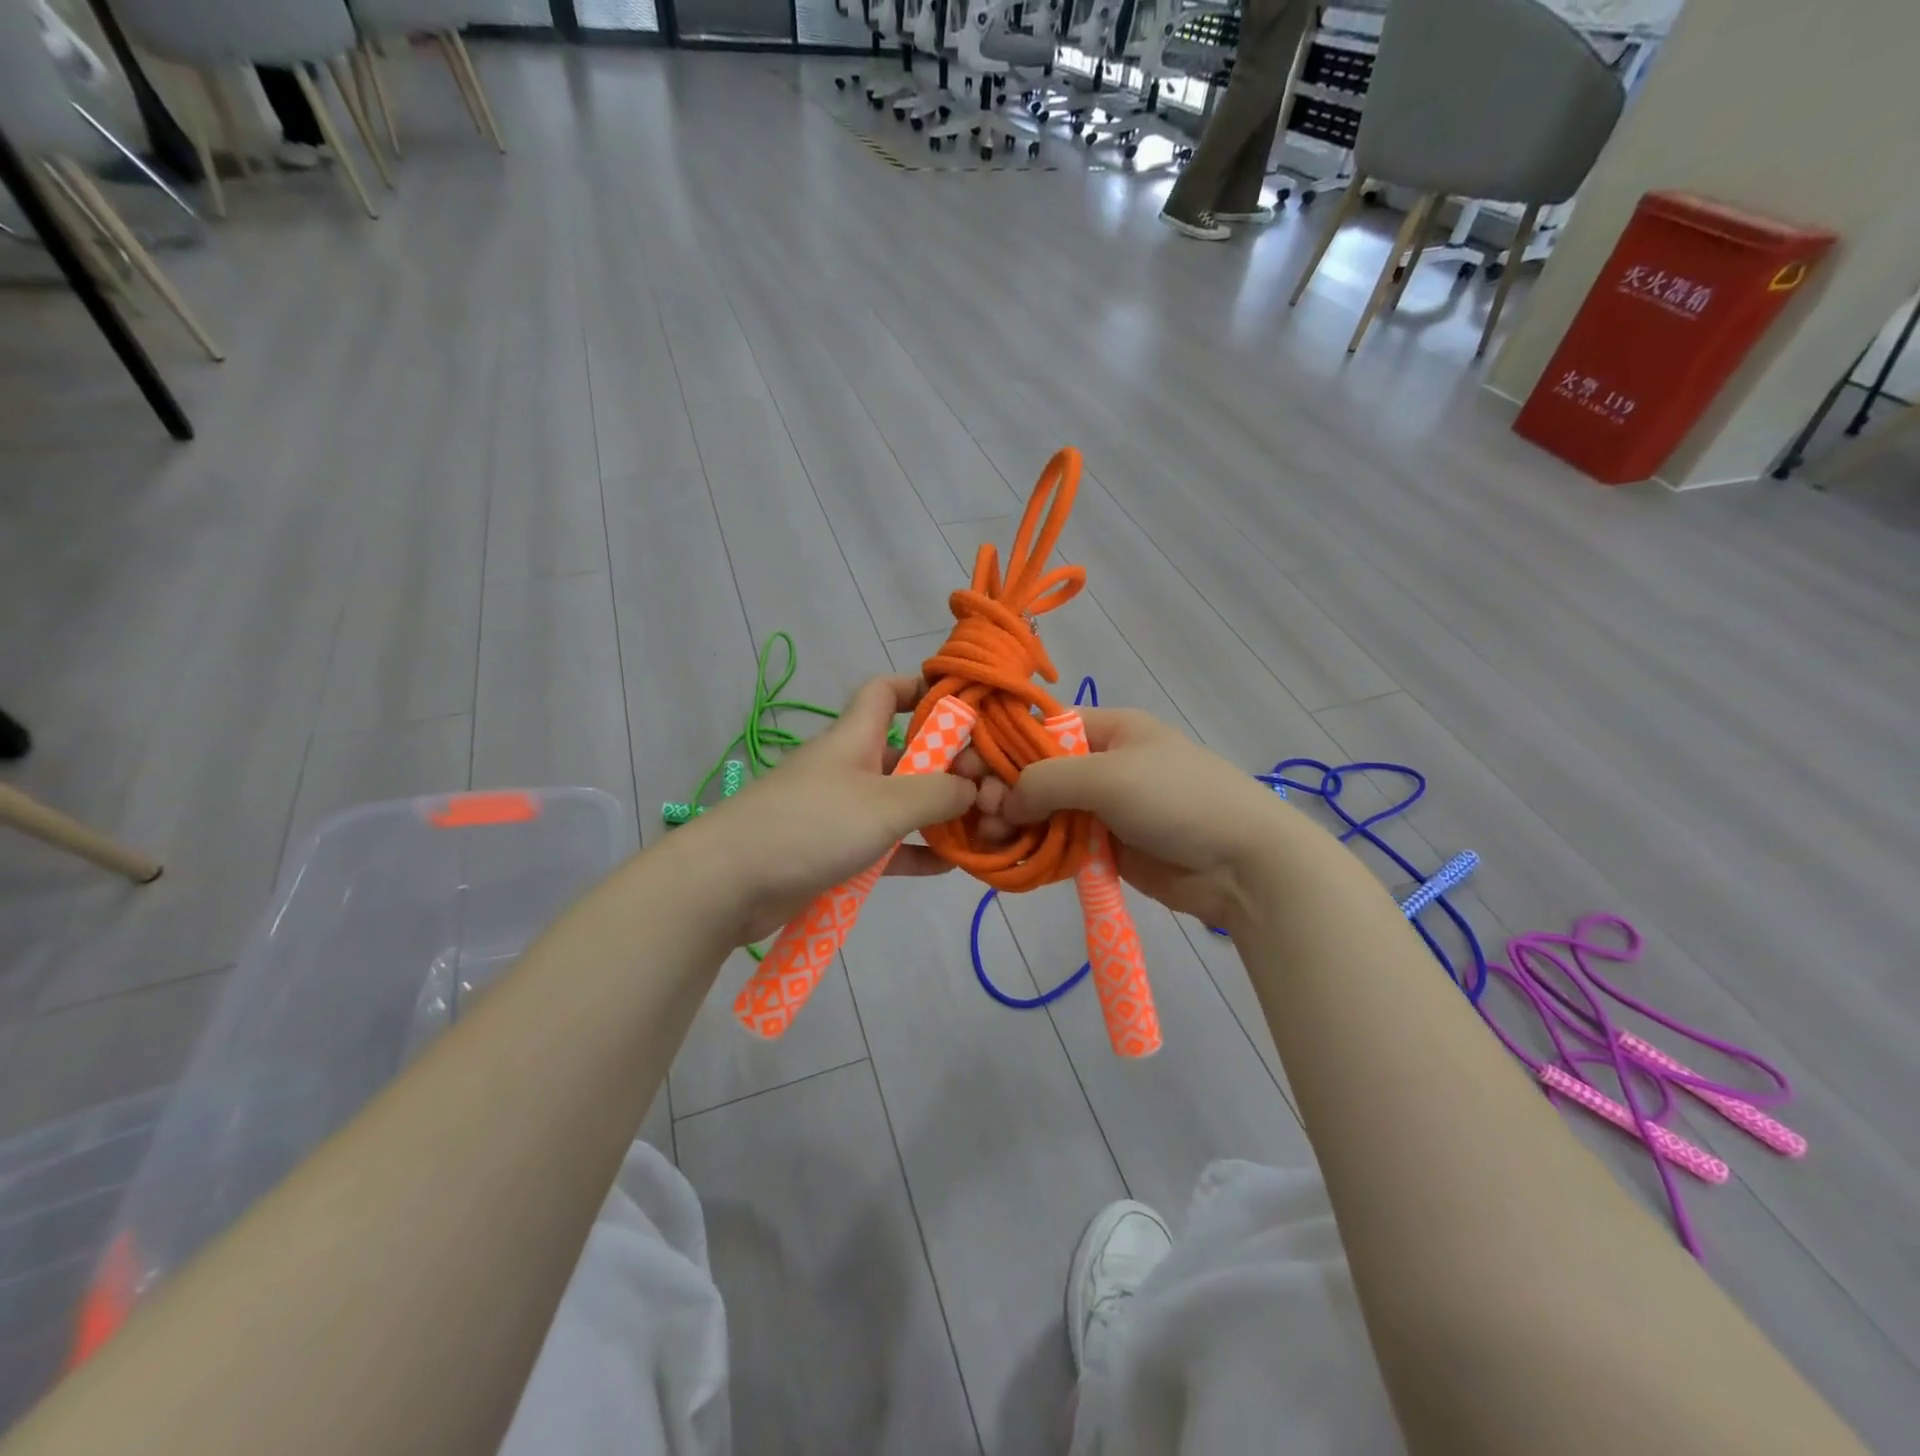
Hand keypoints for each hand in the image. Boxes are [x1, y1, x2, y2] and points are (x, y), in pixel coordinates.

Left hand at [687, 676, 977, 946]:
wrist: (729, 883)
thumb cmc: (810, 825)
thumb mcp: (884, 804)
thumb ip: (937, 793)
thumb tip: (973, 788)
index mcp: (855, 737)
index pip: (885, 691)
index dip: (921, 688)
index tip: (963, 707)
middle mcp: (850, 767)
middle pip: (906, 752)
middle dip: (948, 765)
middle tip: (989, 789)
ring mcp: (842, 811)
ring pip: (901, 803)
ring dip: (938, 813)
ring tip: (982, 828)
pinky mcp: (836, 852)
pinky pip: (887, 845)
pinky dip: (915, 851)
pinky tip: (950, 865)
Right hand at [971, 708, 1292, 928]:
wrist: (1243, 863)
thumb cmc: (1178, 799)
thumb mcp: (1109, 775)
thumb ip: (1047, 781)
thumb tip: (1002, 801)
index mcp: (1107, 729)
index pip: (1040, 729)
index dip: (1001, 748)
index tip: (967, 772)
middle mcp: (1101, 763)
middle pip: (1037, 772)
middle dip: (1005, 790)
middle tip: (981, 814)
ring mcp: (1104, 807)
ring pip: (1044, 810)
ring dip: (1015, 822)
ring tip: (991, 839)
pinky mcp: (1107, 846)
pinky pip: (1060, 842)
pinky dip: (1035, 848)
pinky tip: (1010, 857)